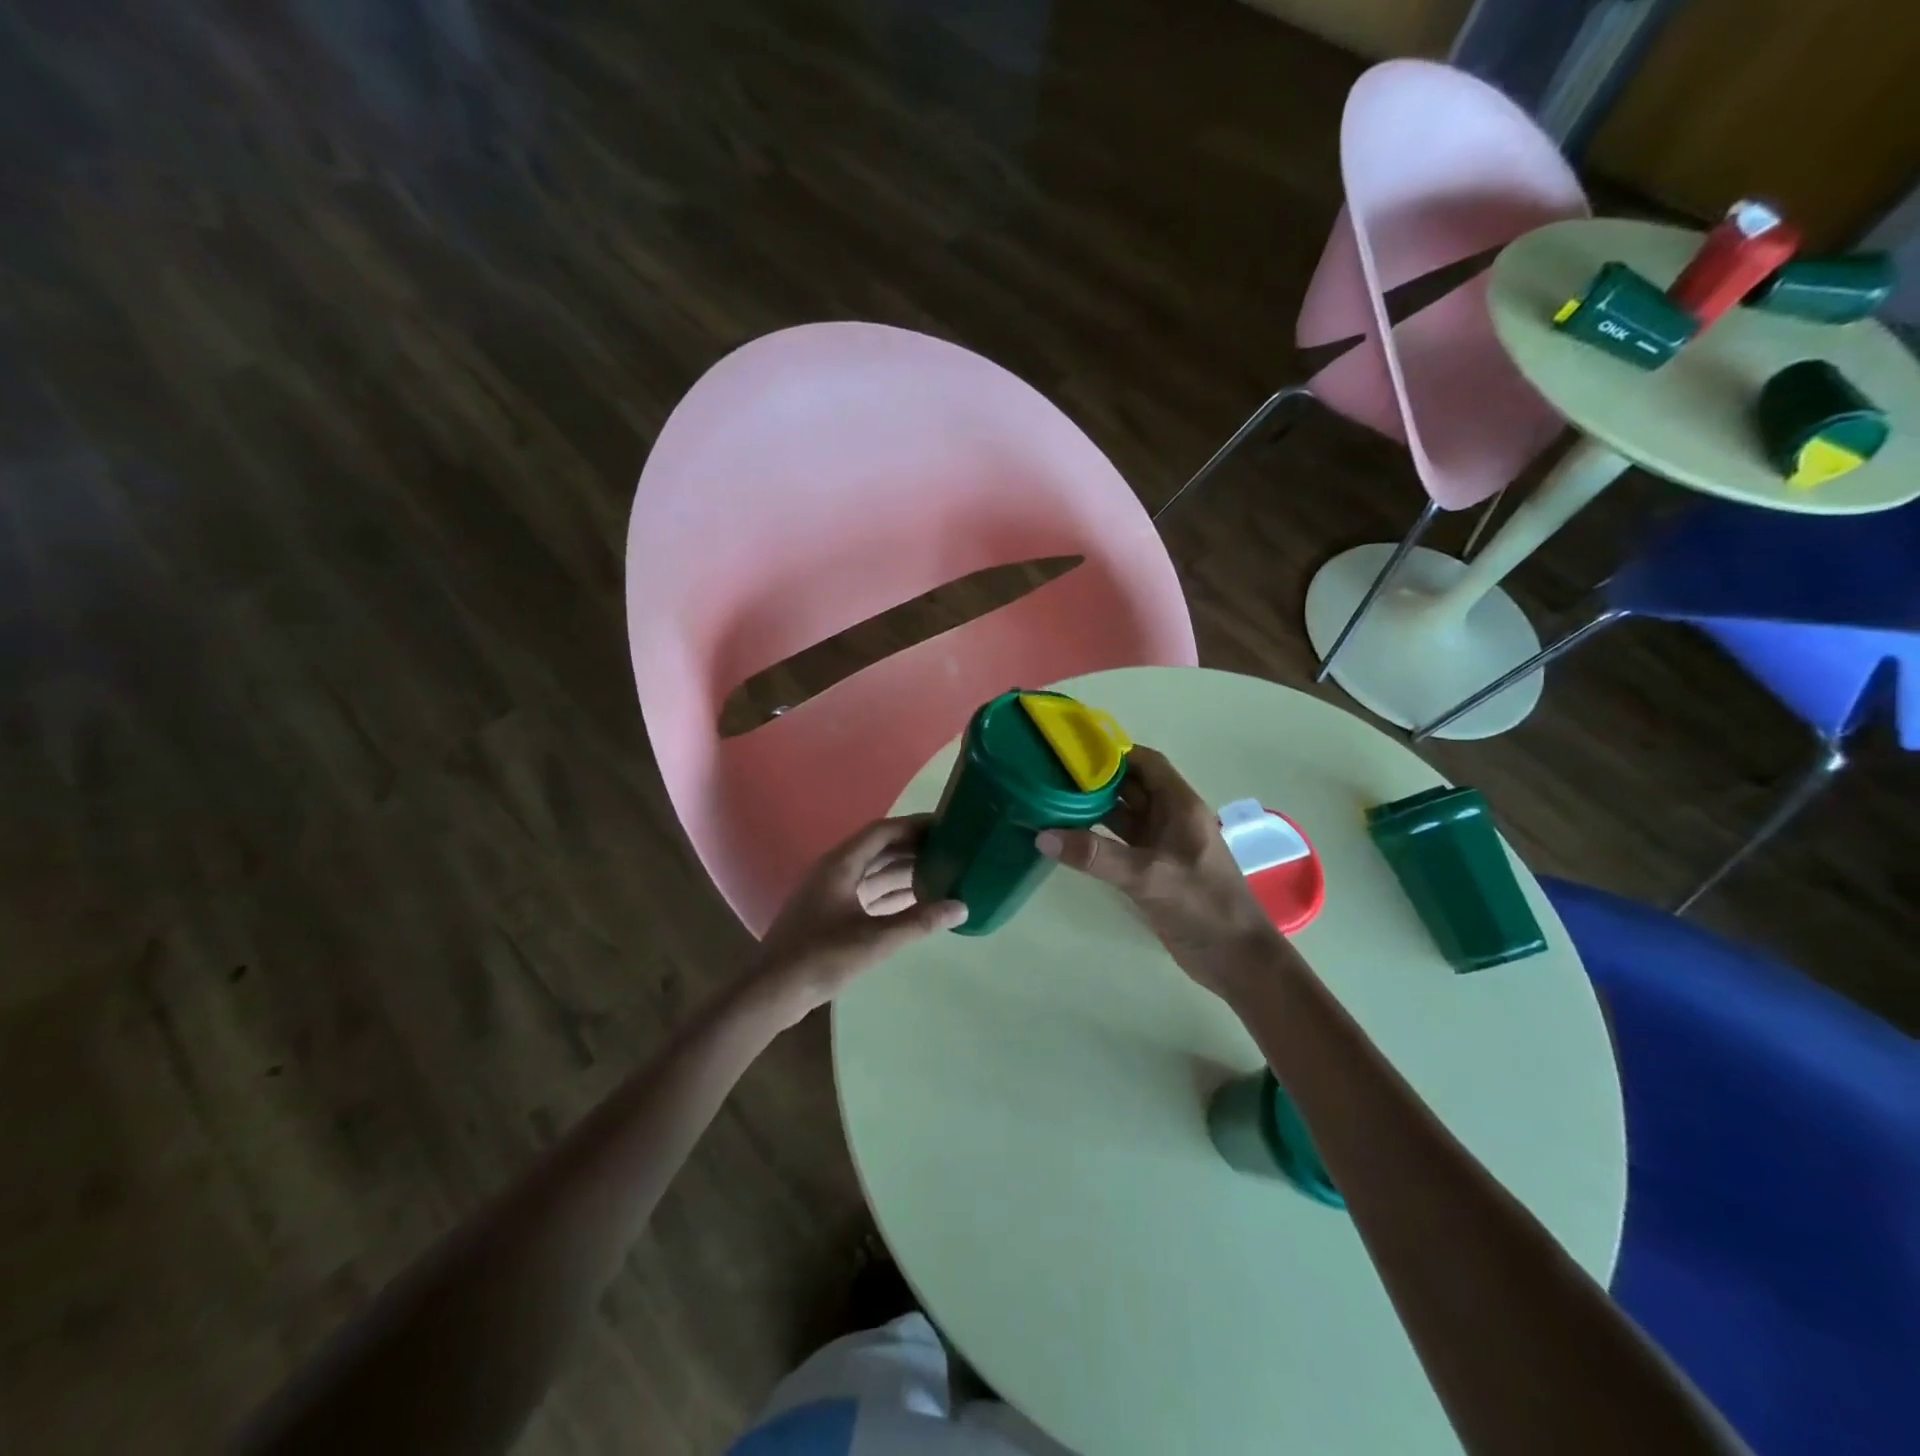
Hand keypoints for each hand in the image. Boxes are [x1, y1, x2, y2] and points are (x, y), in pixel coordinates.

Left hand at [747, 815, 967, 1025]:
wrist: (771, 991)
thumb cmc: (820, 957)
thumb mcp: (875, 939)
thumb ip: (918, 921)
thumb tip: (961, 906)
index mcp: (841, 864)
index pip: (882, 831)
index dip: (913, 825)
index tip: (945, 825)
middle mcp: (836, 871)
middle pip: (879, 849)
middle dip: (913, 848)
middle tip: (951, 850)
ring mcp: (831, 893)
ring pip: (874, 872)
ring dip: (904, 871)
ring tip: (942, 873)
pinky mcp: (831, 915)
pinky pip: (867, 893)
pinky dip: (891, 894)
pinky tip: (917, 902)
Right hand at [1035, 745, 1280, 995]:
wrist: (1236, 961)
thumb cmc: (1203, 908)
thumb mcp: (1149, 877)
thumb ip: (1097, 856)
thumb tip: (1043, 836)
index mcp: (1181, 807)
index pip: (1147, 763)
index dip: (1114, 754)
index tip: (1072, 752)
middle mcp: (1171, 819)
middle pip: (1130, 787)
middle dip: (1095, 780)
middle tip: (1051, 776)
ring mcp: (1162, 846)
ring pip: (1123, 816)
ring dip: (1092, 809)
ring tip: (1050, 802)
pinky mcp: (1152, 870)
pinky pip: (1120, 843)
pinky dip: (1096, 838)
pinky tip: (1067, 839)